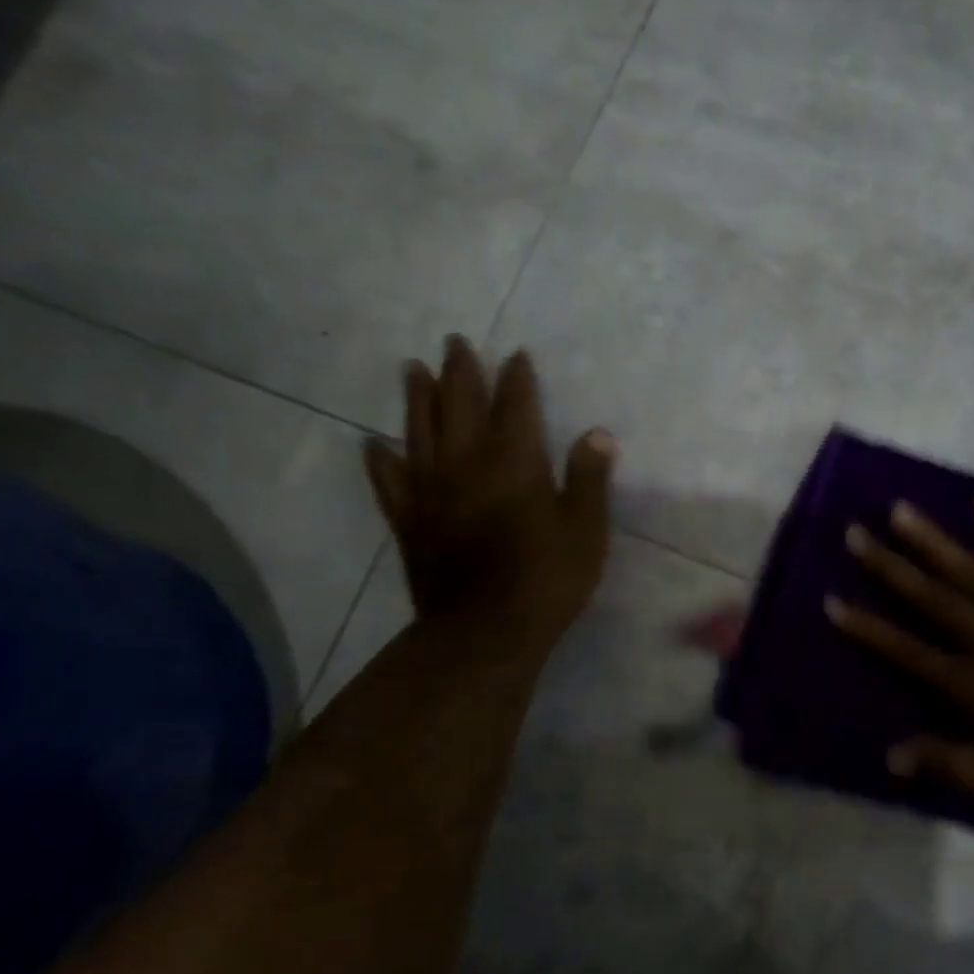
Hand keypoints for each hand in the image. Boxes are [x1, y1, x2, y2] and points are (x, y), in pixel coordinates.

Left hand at [365, 337, 615, 660]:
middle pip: (460, 406)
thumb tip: (599, 433)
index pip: (516, 406)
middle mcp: (467, 464)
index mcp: (515, 463)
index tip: (516, 355)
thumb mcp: (586, 530)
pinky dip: (381, 459)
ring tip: (412, 368)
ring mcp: (431, 491)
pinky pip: (389, 480)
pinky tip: (374, 444)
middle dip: (461, 371)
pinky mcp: (410, 521)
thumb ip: (589, 478)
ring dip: (417, 397)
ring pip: (419, 430)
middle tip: (455, 342)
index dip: (517, 379)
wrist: (486, 631)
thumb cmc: (547, 579)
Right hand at [828, 492, 973, 818]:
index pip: (908, 651)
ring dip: (932, 539)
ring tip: (899, 509)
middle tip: (854, 533)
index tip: (833, 601)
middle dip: (888, 566)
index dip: (868, 628)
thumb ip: (949, 764)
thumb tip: (890, 754)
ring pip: (970, 569)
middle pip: (930, 597)